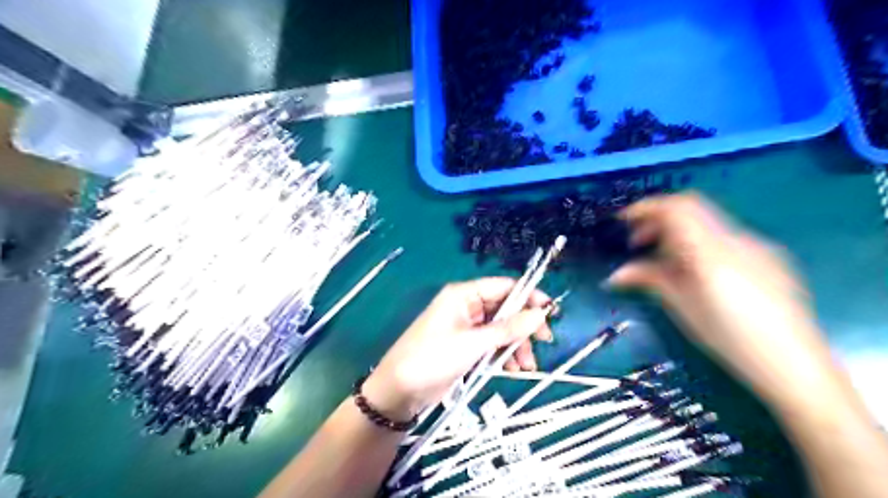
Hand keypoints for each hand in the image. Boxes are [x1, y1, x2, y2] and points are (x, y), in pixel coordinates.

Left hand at [365, 277, 553, 418]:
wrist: (400, 390)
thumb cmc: (433, 358)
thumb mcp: (473, 343)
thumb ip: (508, 328)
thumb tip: (540, 313)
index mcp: (464, 295)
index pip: (504, 286)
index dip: (528, 296)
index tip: (550, 312)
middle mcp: (467, 306)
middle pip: (505, 309)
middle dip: (524, 326)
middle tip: (544, 341)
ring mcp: (467, 327)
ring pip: (502, 329)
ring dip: (516, 344)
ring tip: (525, 366)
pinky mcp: (467, 346)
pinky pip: (493, 344)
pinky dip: (504, 354)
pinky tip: (512, 369)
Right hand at [607, 192, 836, 406]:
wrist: (796, 367)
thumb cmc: (730, 340)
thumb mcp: (683, 308)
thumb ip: (650, 280)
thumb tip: (616, 274)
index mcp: (712, 252)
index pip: (677, 208)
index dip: (646, 207)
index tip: (624, 220)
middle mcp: (737, 239)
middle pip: (691, 209)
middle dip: (658, 221)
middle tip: (637, 244)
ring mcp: (757, 246)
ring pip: (707, 223)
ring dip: (678, 233)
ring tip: (662, 261)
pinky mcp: (768, 258)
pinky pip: (725, 238)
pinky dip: (699, 243)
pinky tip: (695, 272)